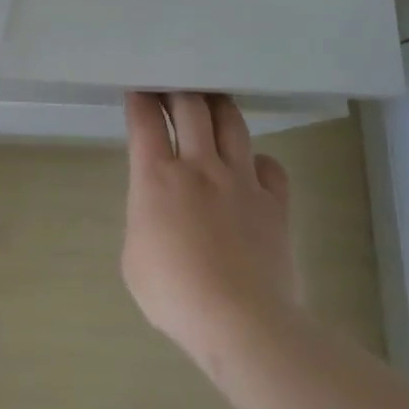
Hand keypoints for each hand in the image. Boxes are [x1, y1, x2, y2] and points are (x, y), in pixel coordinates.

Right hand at [122, 92, 298, 369]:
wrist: (240, 321)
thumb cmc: (173, 294)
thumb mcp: (133, 257)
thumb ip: (144, 221)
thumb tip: (158, 213)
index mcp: (156, 177)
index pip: (145, 121)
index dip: (140, 100)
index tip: (139, 91)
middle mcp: (199, 166)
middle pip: (191, 107)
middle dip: (179, 90)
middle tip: (173, 88)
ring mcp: (241, 180)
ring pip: (232, 124)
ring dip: (218, 107)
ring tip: (212, 103)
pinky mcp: (274, 202)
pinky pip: (268, 166)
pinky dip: (257, 160)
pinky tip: (250, 168)